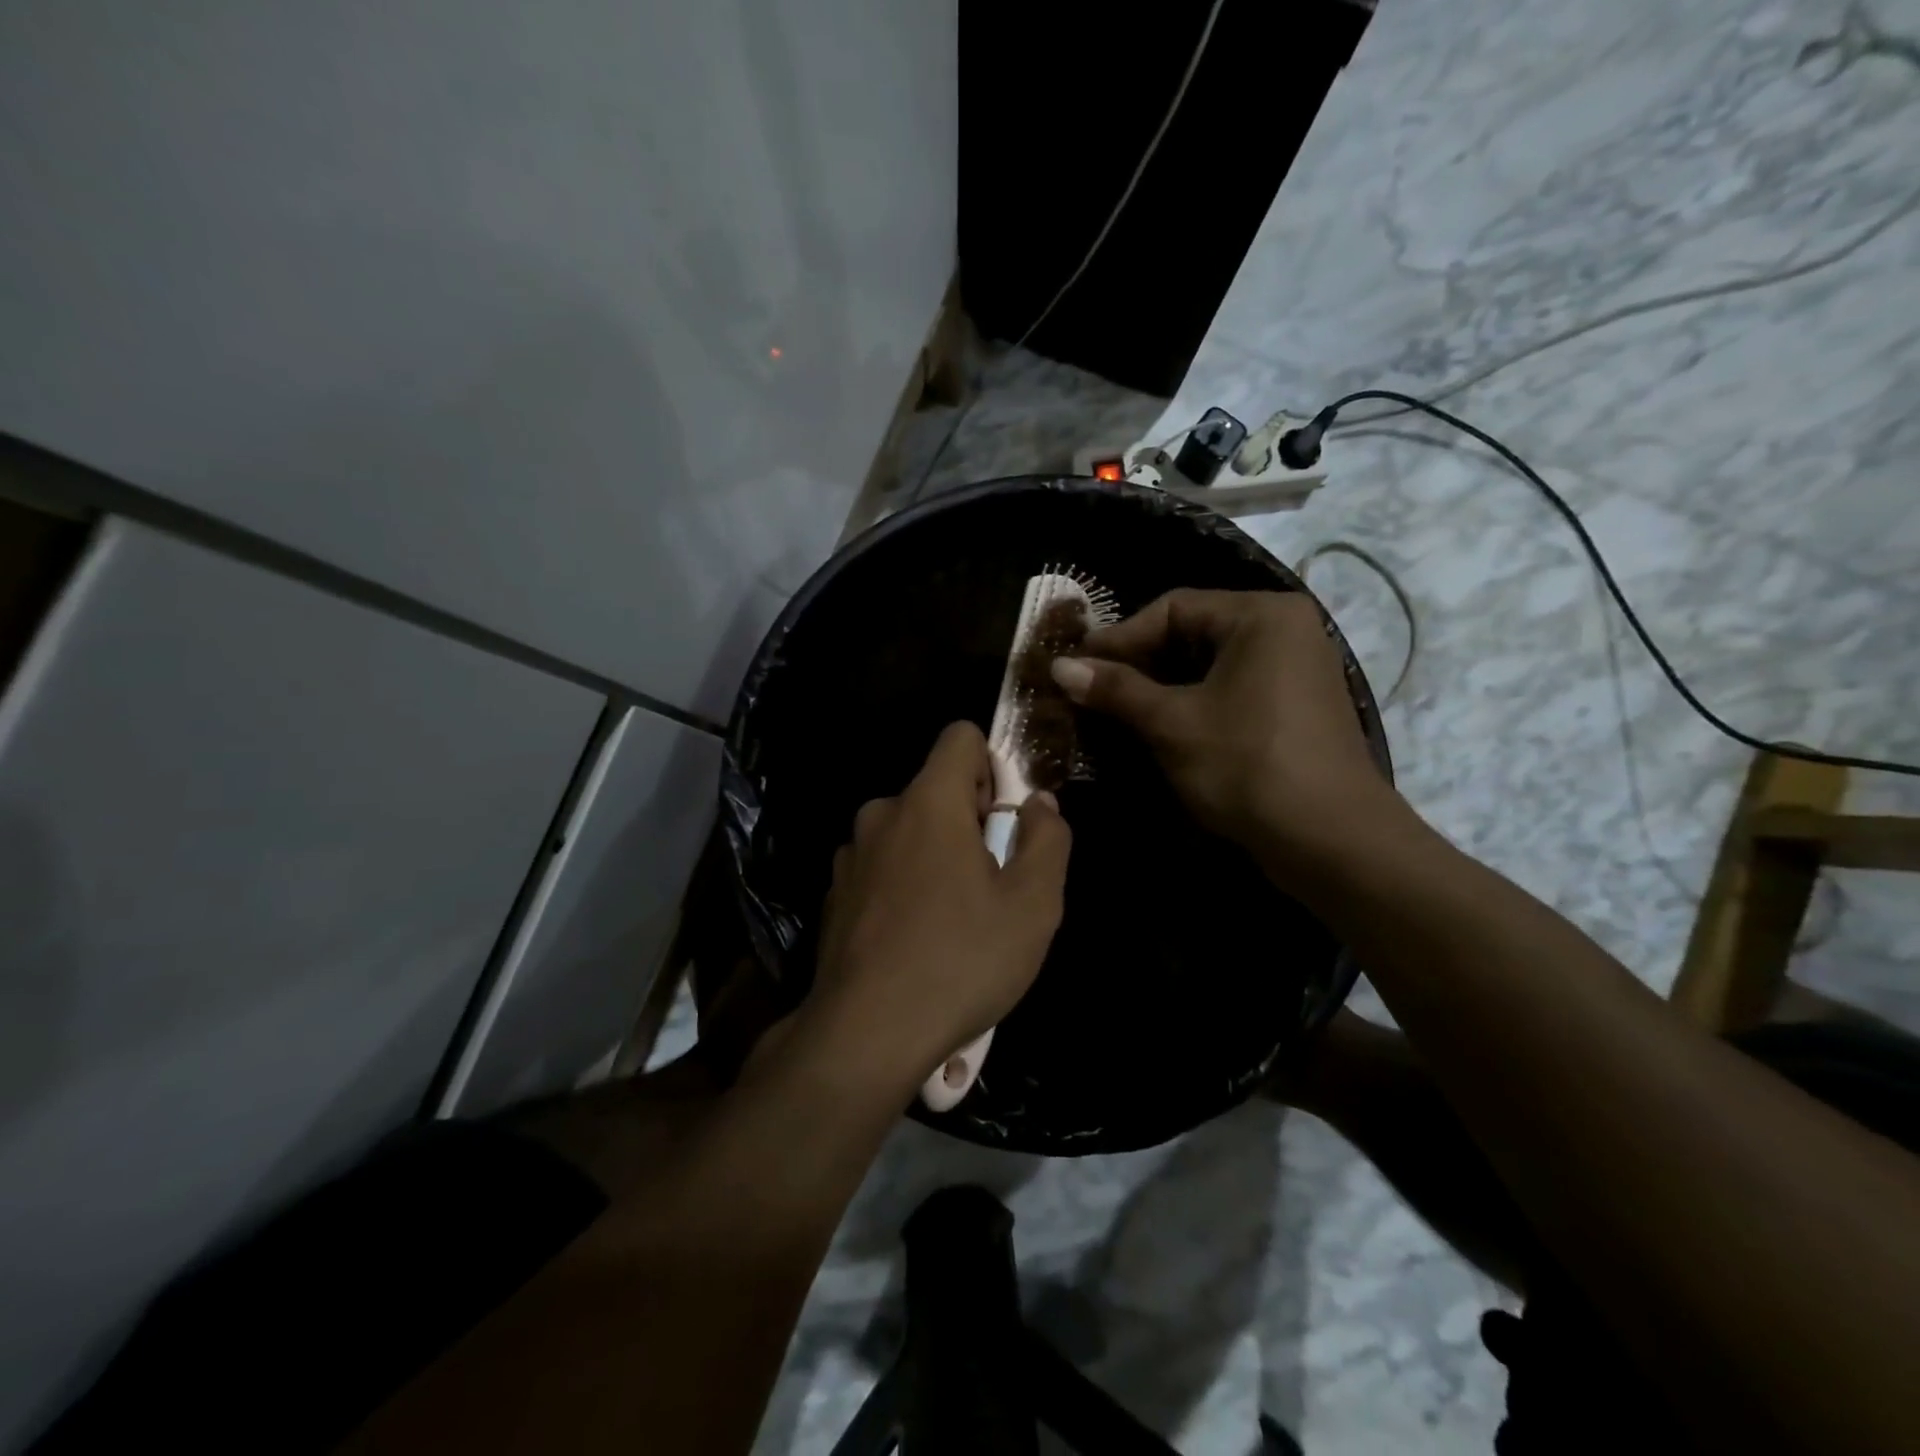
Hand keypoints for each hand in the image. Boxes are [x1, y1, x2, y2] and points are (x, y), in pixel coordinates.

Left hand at [806, 721, 1071, 1089]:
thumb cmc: (961, 961)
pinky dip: (904, 885)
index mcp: (928, 802)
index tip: (1003, 820)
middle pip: (936, 789)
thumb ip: (1047, 839)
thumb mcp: (1033, 904)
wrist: (866, 1034)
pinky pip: (882, 867)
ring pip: (908, 831)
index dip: (992, 766)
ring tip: (954, 920)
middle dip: (969, 821)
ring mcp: (851, 854)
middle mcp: (881, 814)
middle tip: (990, 884)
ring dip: (935, 856)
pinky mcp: (835, 893)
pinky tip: (915, 940)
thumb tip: (1039, 804)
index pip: (960, 737)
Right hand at [1050, 589, 1399, 863]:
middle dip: (1139, 663)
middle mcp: (1284, 630)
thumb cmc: (1247, 765)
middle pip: (1193, 633)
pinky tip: (1157, 728)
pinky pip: (1231, 690)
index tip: (1077, 666)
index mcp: (1261, 615)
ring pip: (1209, 666)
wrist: (1330, 840)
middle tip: (1092, 689)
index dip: (1119, 637)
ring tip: (1115, 711)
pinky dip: (1191, 704)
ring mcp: (1295, 670)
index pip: (1173, 608)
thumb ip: (1116, 689)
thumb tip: (1059, 666)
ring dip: (1160, 687)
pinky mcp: (1294, 707)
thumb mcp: (1172, 723)